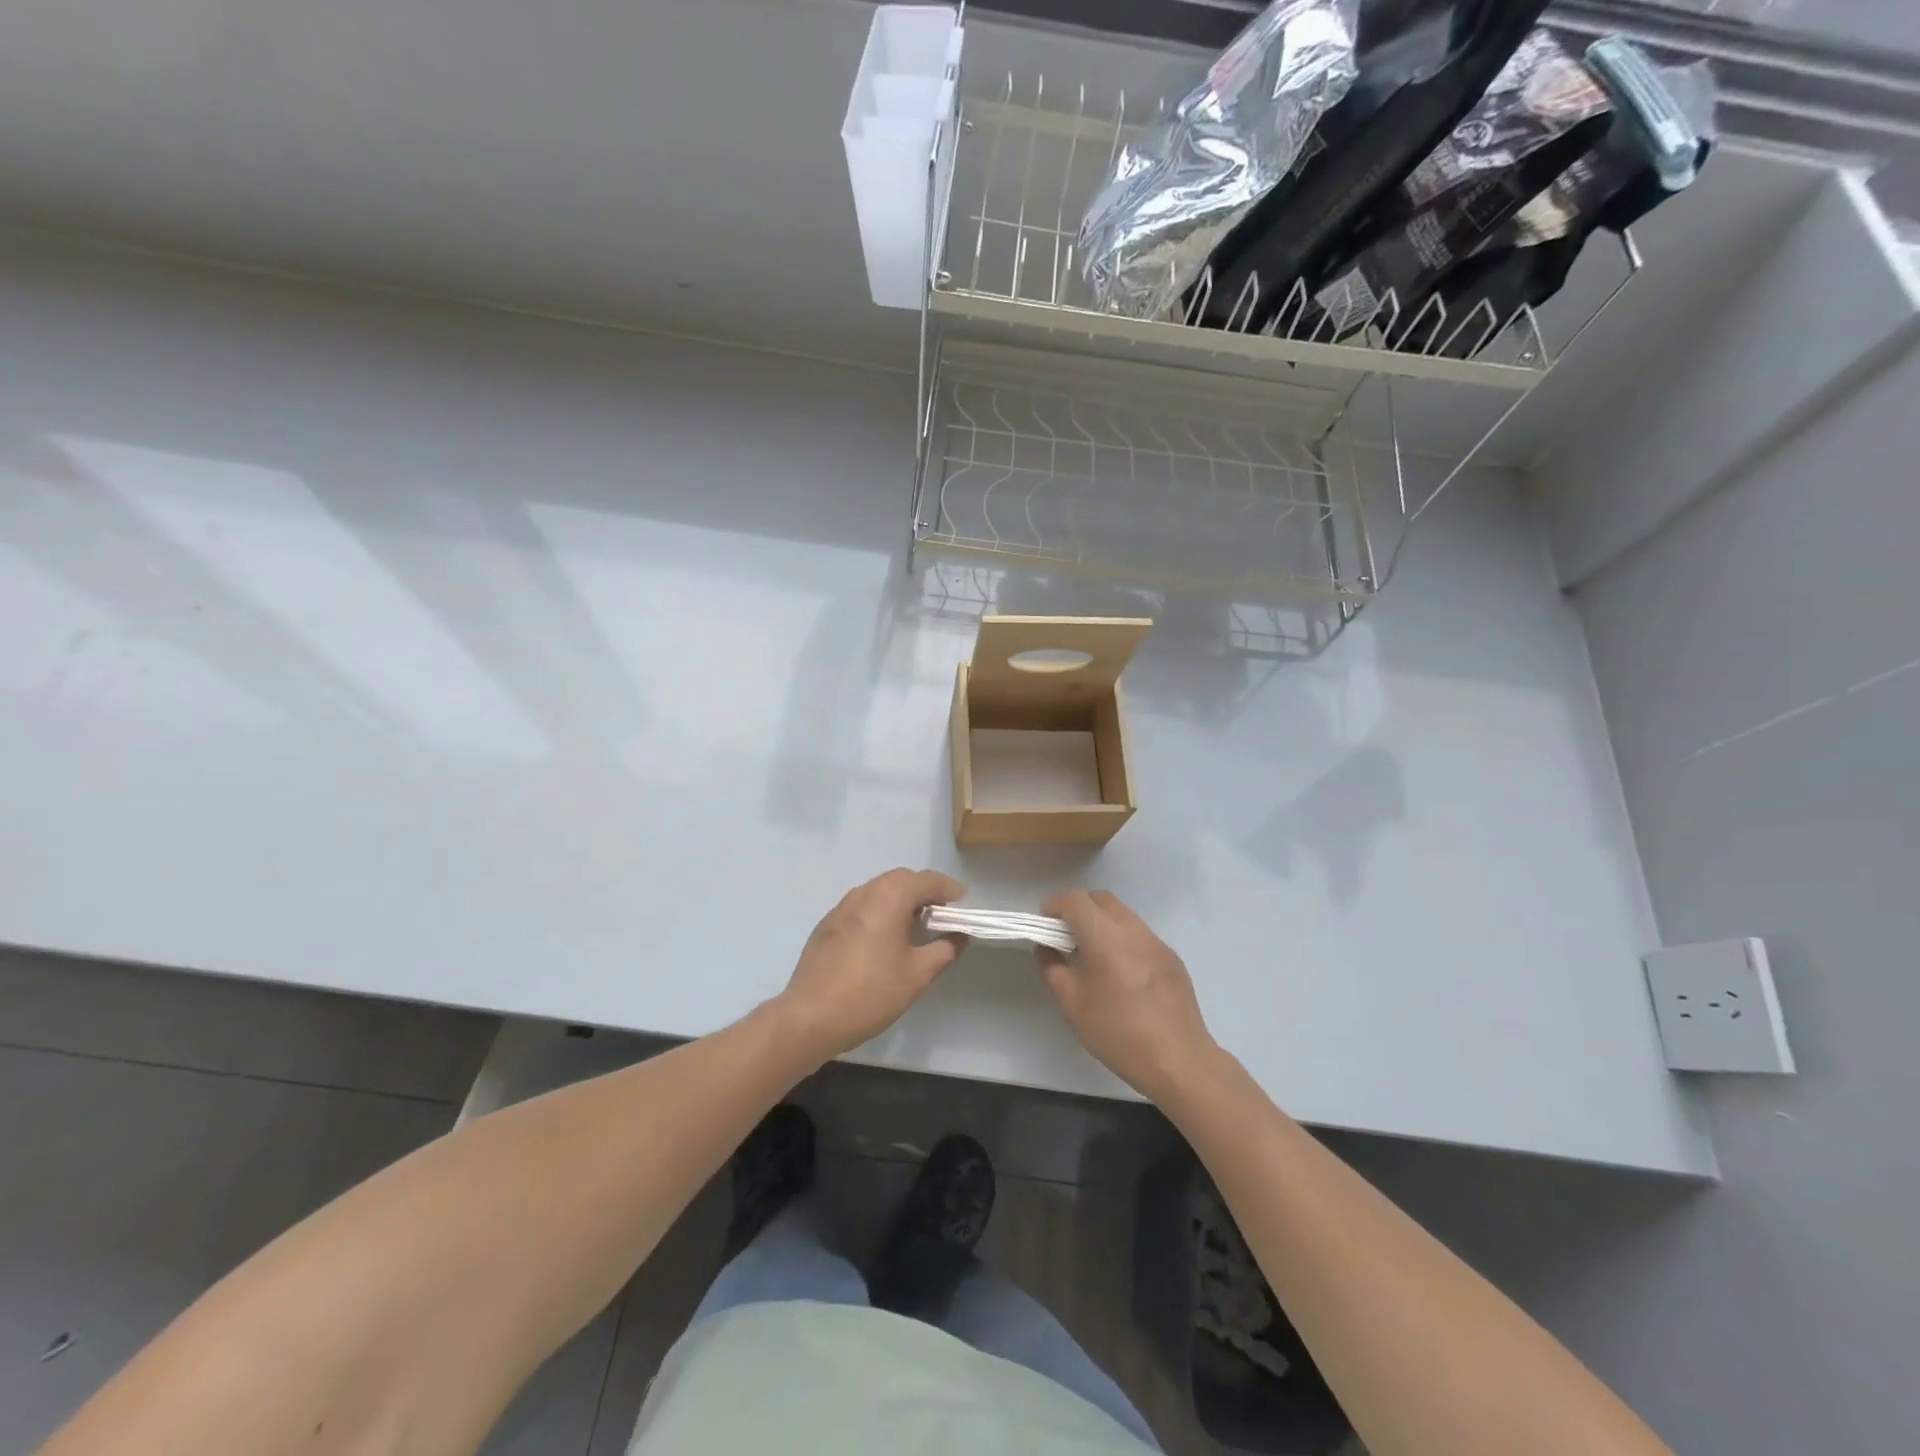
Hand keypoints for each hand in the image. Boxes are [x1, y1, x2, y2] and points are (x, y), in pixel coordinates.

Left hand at [774, 869, 967, 1063]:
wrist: (810, 1017)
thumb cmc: (870, 993)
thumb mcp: (917, 975)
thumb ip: (944, 949)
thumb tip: (958, 935)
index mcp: (888, 897)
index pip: (926, 880)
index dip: (949, 890)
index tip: (963, 906)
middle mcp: (864, 893)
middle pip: (901, 879)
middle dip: (924, 891)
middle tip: (942, 915)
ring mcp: (841, 907)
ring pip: (878, 891)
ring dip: (901, 900)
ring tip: (915, 927)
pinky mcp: (827, 925)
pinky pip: (861, 907)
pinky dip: (880, 912)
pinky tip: (884, 939)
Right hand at [1038, 890, 1220, 1102]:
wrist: (1178, 1060)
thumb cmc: (1118, 1032)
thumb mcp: (1072, 1004)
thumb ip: (1053, 968)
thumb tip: (1047, 947)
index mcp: (1104, 936)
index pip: (1074, 899)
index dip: (1054, 905)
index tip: (1045, 926)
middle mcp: (1132, 929)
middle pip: (1100, 899)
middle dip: (1079, 910)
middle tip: (1067, 939)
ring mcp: (1156, 941)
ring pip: (1122, 915)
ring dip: (1102, 924)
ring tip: (1094, 957)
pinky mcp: (1171, 957)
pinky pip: (1140, 935)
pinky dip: (1123, 940)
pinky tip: (1123, 975)